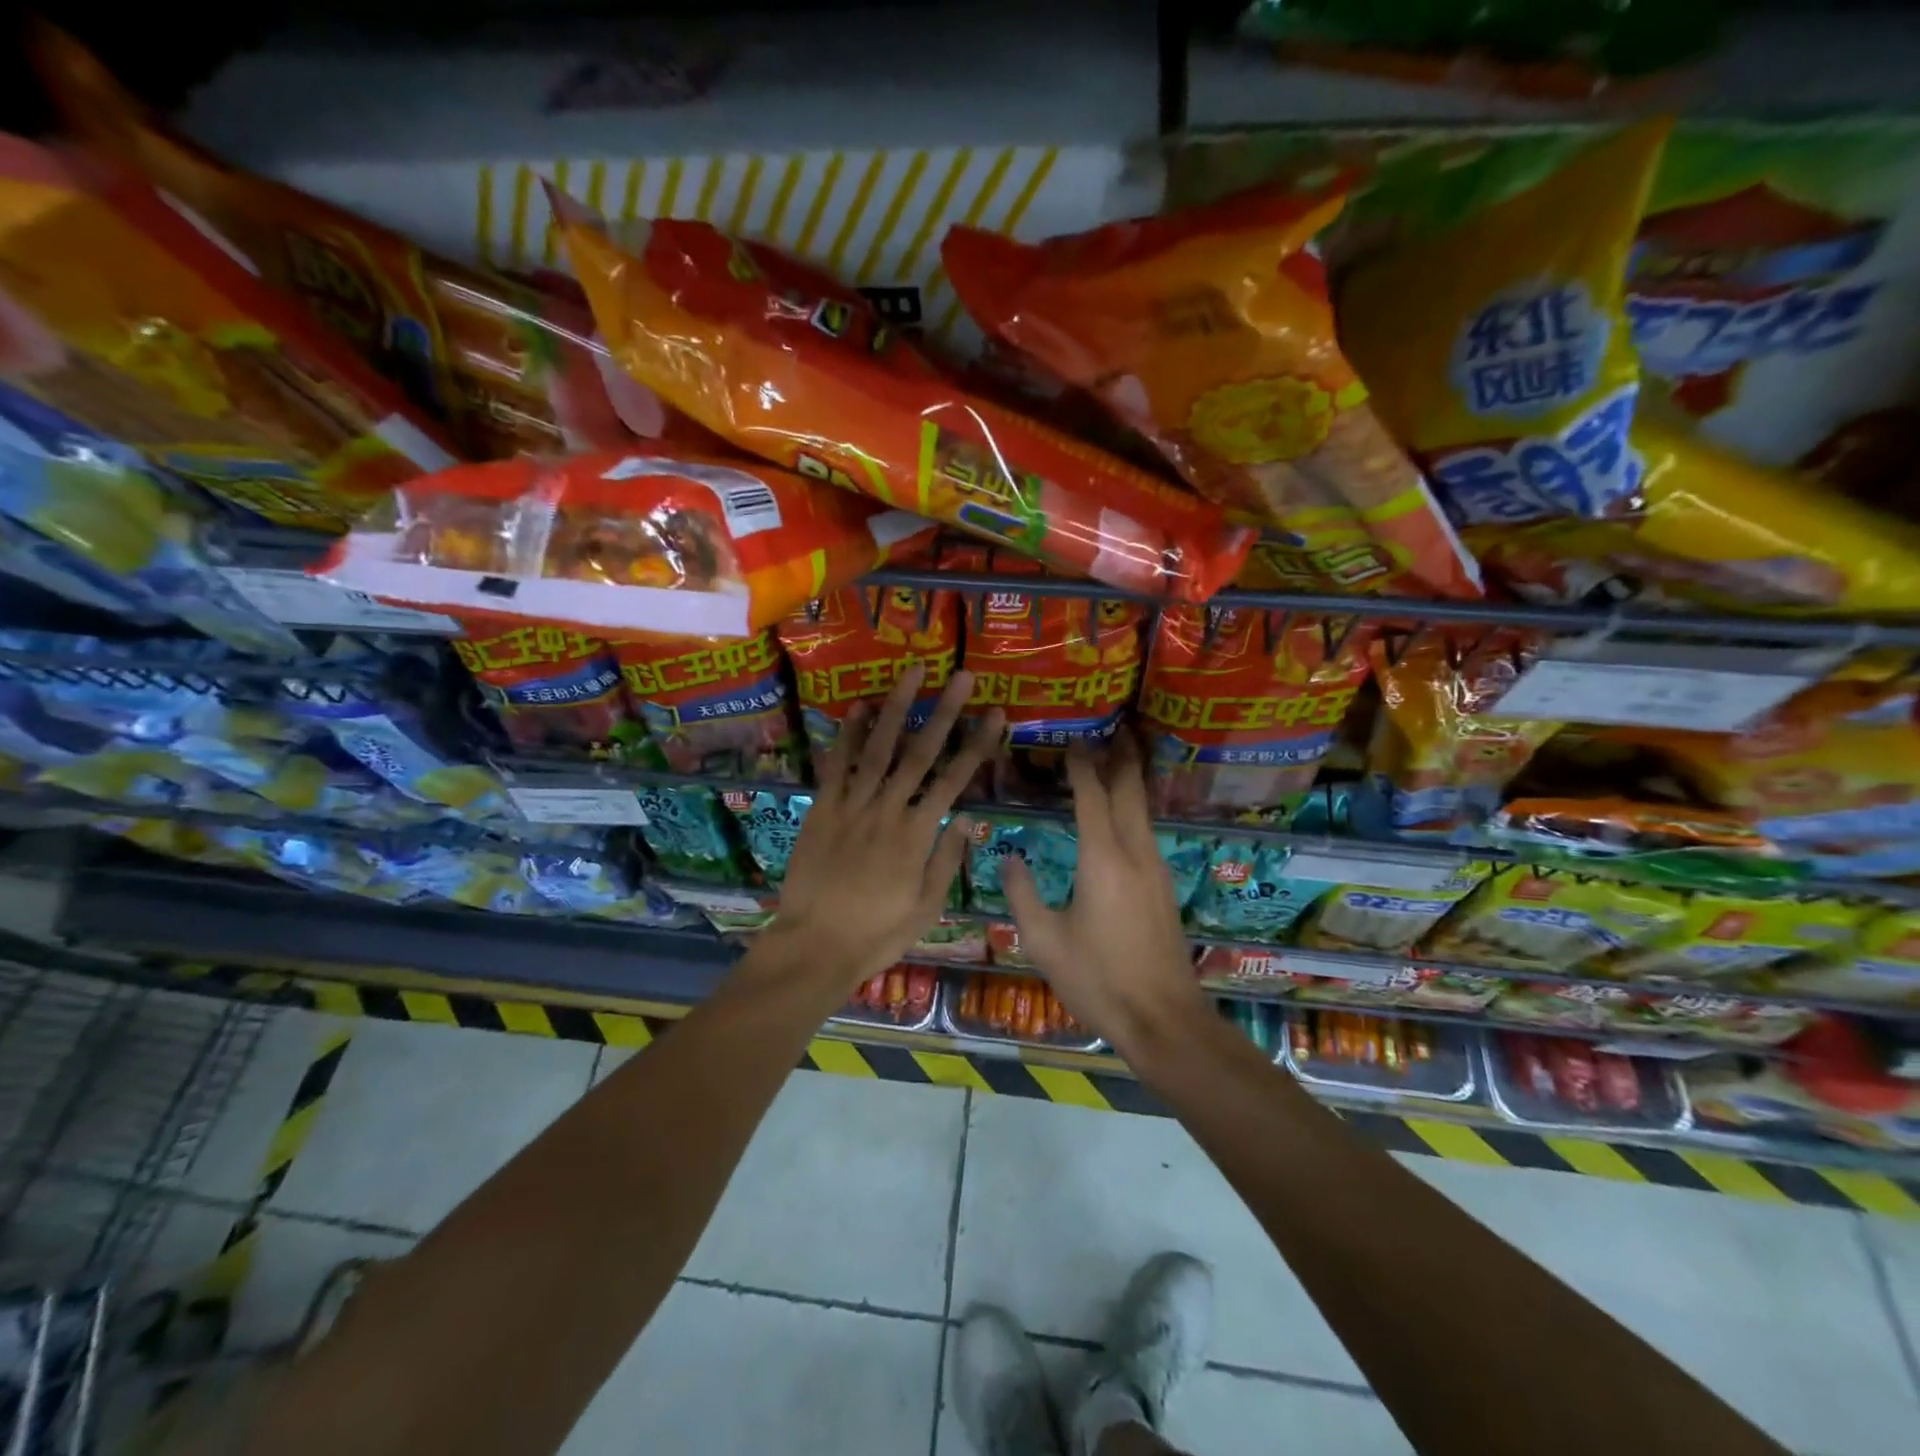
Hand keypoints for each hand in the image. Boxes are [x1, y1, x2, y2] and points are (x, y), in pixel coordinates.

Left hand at [770, 664, 1002, 990]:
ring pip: (879, 749)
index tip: (995, 714)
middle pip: (920, 754)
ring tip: (912, 673)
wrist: (814, 946)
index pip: (954, 780)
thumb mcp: (926, 907)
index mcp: (918, 835)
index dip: (977, 745)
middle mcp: (888, 810)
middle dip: (944, 712)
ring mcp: (852, 806)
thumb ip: (947, 859)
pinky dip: (848, 736)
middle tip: (962, 676)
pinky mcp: (822, 809)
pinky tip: (859, 708)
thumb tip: (968, 816)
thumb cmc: (877, 933)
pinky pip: (836, 766)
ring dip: (897, 709)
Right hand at [1001, 733, 1202, 1050]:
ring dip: (1130, 781)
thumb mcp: (1044, 941)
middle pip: (1130, 792)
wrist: (1163, 1019)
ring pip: (1143, 811)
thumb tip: (1011, 859)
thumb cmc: (1098, 980)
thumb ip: (1022, 895)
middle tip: (1114, 728)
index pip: (1092, 797)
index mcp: (1103, 860)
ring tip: (1115, 760)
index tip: (1073, 740)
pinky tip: (1123, 815)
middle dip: (1122, 757)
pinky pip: (1147, 832)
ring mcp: (1156, 870)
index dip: (1082, 766)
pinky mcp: (1163, 888)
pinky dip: (1133, 809)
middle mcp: (1135, 854)